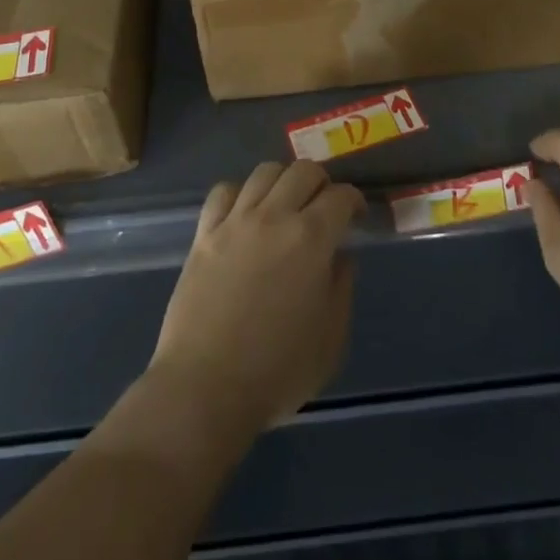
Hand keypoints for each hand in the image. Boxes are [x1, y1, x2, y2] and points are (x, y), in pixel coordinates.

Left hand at [150, 160, 364, 433]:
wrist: (205, 388)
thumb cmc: (277, 371)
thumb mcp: (331, 339)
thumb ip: (341, 288)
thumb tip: (339, 257)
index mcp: (311, 238)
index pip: (340, 196)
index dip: (354, 201)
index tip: (355, 215)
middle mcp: (274, 217)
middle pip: (303, 171)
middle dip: (321, 183)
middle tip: (323, 207)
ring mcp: (235, 221)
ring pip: (264, 172)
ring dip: (282, 181)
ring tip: (285, 204)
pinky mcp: (204, 234)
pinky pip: (224, 191)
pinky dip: (240, 193)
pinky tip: (245, 213)